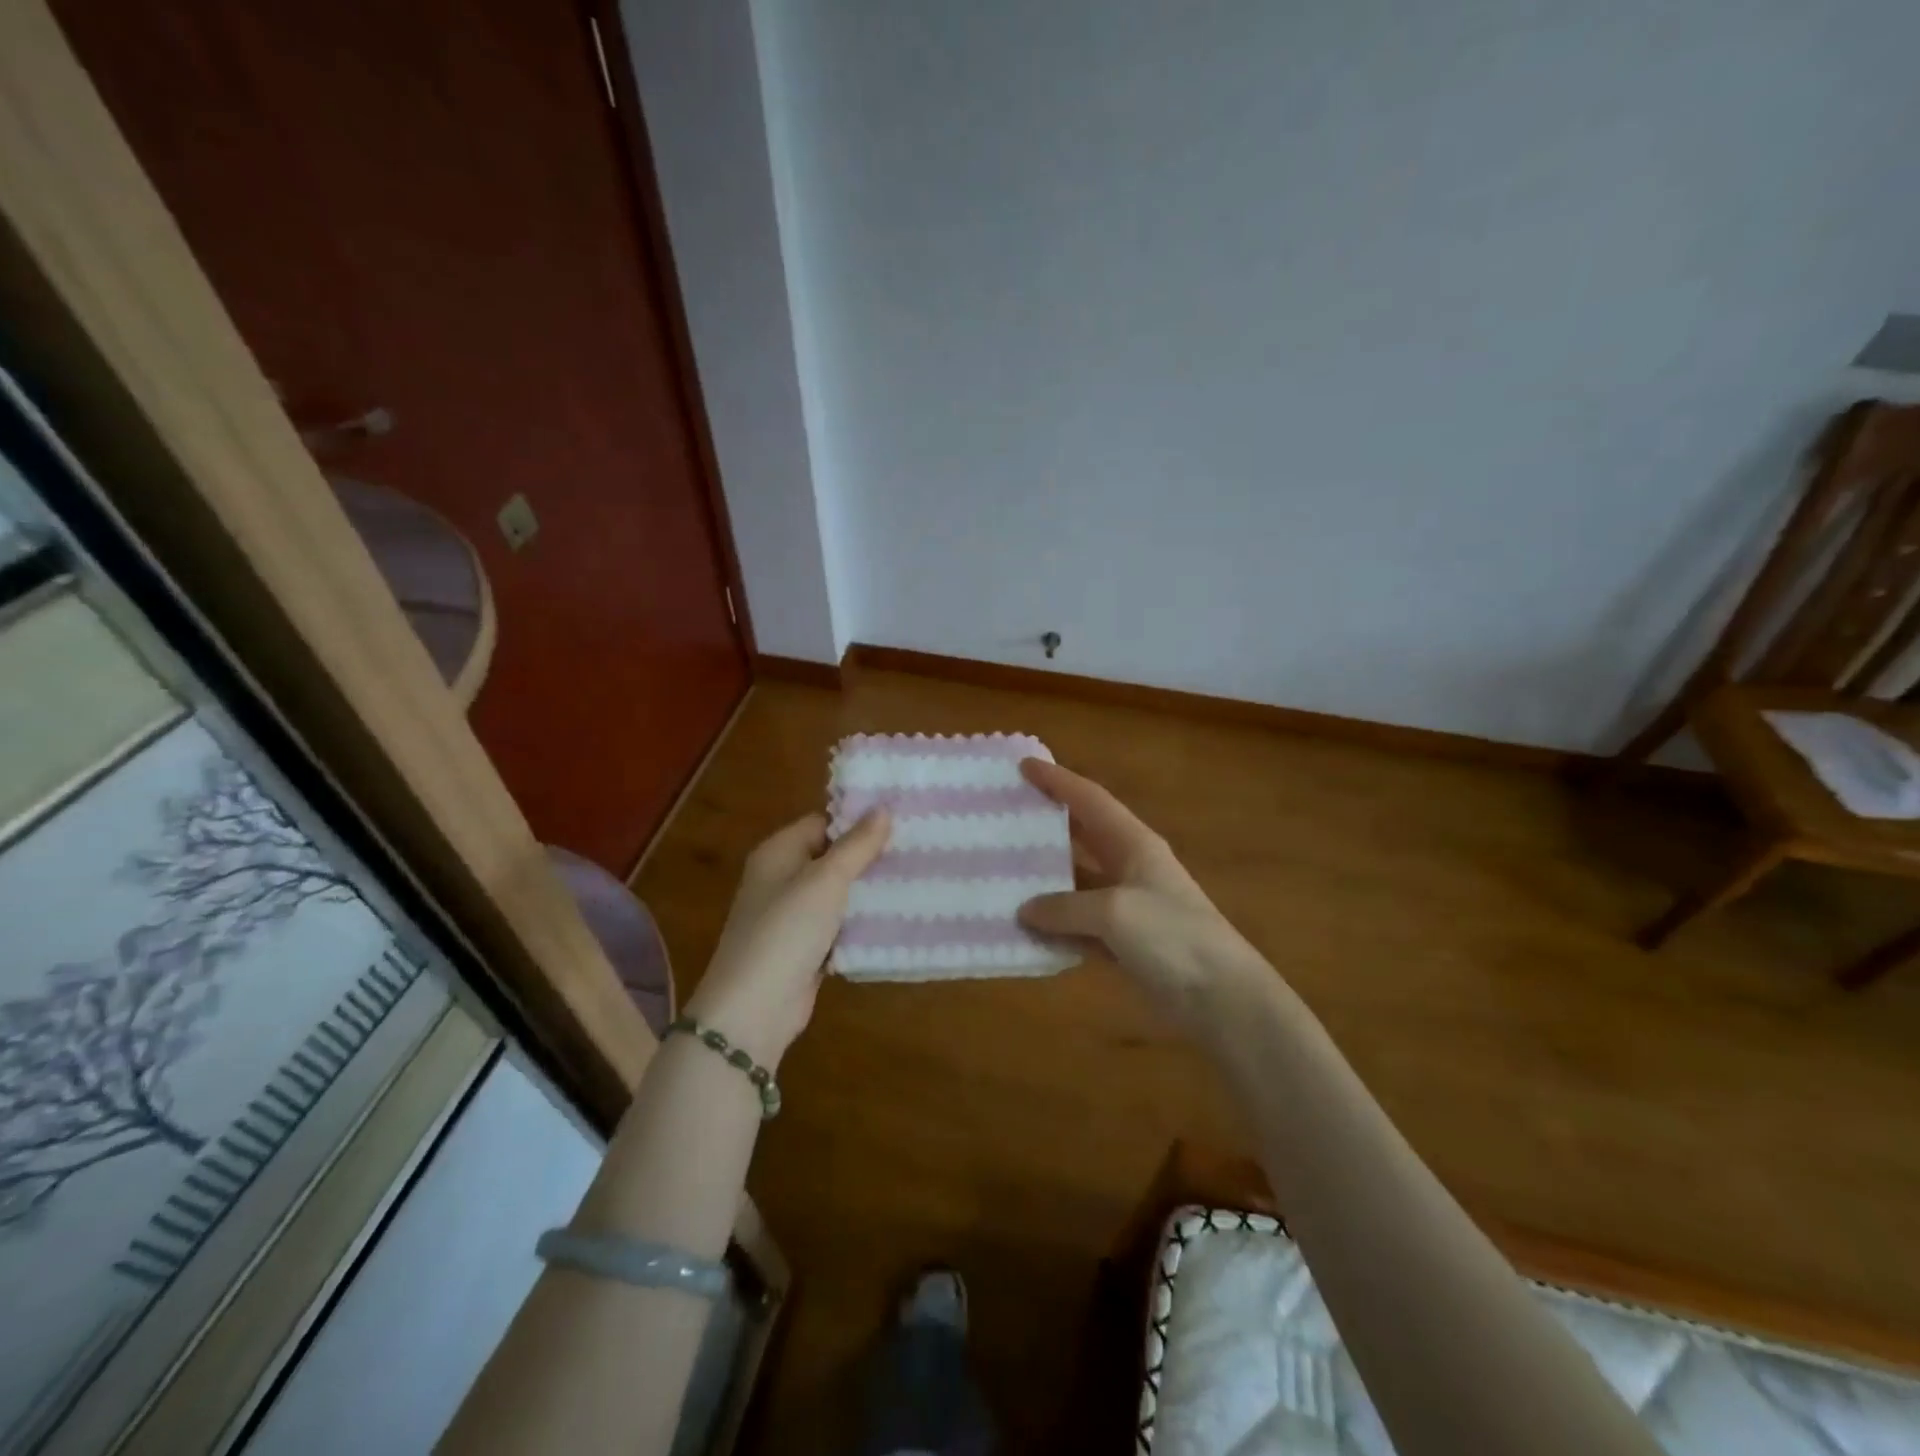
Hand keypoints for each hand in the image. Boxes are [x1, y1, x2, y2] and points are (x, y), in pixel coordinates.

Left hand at [684, 810, 890, 1067]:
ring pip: (838, 892)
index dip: (858, 820)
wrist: (755, 1008)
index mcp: (778, 852)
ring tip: (915, 877)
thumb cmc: (787, 930)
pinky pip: (838, 924)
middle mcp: (781, 878)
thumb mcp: (826, 880)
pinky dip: (860, 921)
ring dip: (868, 889)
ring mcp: (791, 915)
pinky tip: (896, 916)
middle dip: (869, 855)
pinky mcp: (804, 947)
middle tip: (914, 847)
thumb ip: (856, 845)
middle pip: (831, 856)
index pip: (822, 822)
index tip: (900, 819)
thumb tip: (883, 809)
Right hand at [1017, 758, 1265, 1020]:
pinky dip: (1057, 928)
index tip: (1024, 765)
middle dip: (1048, 825)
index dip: (1058, 780)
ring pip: (1078, 884)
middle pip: (1083, 837)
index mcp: (1134, 844)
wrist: (1222, 998)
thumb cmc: (1172, 937)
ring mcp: (1128, 907)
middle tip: (1007, 816)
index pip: (1090, 800)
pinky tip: (1027, 931)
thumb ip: (1065, 907)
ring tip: (1003, 874)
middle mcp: (1130, 868)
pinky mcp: (1126, 944)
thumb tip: (1027, 910)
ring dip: (1046, 882)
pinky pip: (1081, 927)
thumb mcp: (1114, 912)